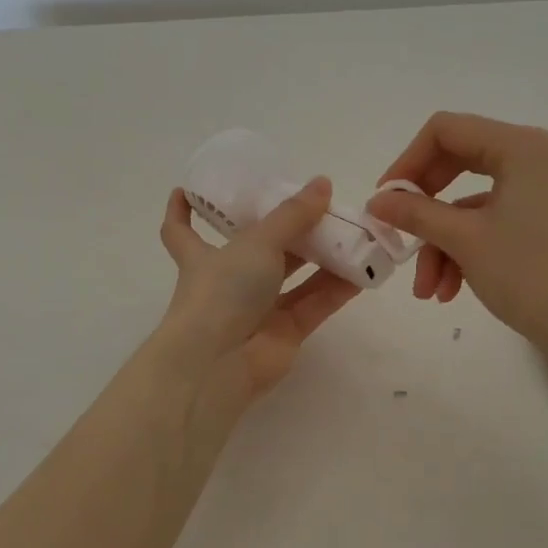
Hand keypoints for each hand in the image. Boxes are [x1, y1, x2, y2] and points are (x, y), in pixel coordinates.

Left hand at [153, 178, 360, 416]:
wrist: (219, 364)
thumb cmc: (222, 292)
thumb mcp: (256, 242)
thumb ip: (292, 215)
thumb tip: (323, 183)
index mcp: (202, 256)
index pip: (182, 230)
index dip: (182, 210)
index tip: (184, 190)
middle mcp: (228, 282)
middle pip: (259, 249)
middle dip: (288, 229)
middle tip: (319, 206)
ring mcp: (258, 310)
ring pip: (294, 276)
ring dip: (322, 255)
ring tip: (354, 231)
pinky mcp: (286, 333)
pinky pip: (315, 303)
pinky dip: (338, 287)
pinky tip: (365, 268)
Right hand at [368, 113, 547, 360]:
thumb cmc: (529, 274)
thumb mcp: (464, 240)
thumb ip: (415, 213)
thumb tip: (377, 202)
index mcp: (521, 146)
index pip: (446, 130)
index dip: (407, 162)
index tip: (384, 201)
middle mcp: (538, 156)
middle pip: (459, 164)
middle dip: (424, 211)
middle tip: (398, 236)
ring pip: (474, 203)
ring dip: (443, 243)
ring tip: (428, 290)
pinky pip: (496, 220)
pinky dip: (469, 249)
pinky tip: (451, 290)